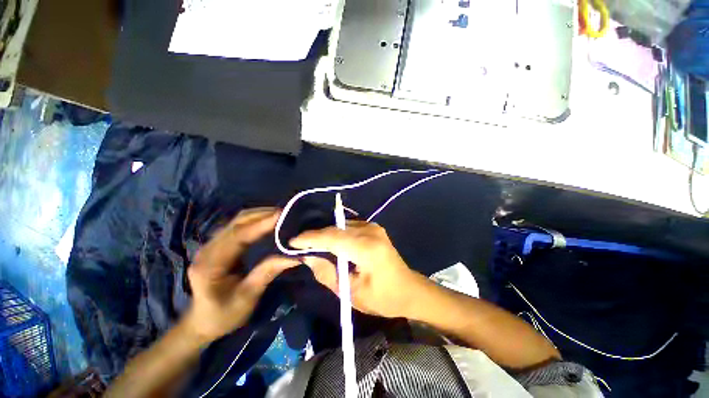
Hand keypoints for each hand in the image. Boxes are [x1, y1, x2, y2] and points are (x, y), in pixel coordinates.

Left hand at [183, 208, 298, 342]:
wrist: (202, 322)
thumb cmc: (224, 315)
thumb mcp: (248, 297)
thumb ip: (268, 272)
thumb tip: (295, 255)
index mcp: (211, 264)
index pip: (238, 235)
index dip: (261, 223)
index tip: (282, 215)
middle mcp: (208, 249)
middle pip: (237, 222)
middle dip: (263, 214)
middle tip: (287, 213)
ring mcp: (211, 245)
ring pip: (237, 220)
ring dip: (260, 215)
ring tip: (281, 215)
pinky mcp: (218, 245)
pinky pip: (238, 225)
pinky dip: (255, 220)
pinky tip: (268, 221)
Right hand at [290, 221, 425, 317]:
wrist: (408, 289)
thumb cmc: (382, 298)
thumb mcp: (351, 292)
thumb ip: (327, 272)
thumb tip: (308, 257)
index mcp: (367, 248)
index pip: (332, 237)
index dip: (310, 238)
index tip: (292, 242)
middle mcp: (370, 231)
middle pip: (336, 229)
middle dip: (316, 235)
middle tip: (299, 244)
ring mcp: (373, 226)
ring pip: (341, 225)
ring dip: (326, 233)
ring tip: (311, 243)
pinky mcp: (374, 227)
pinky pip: (349, 226)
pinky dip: (337, 232)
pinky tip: (329, 241)